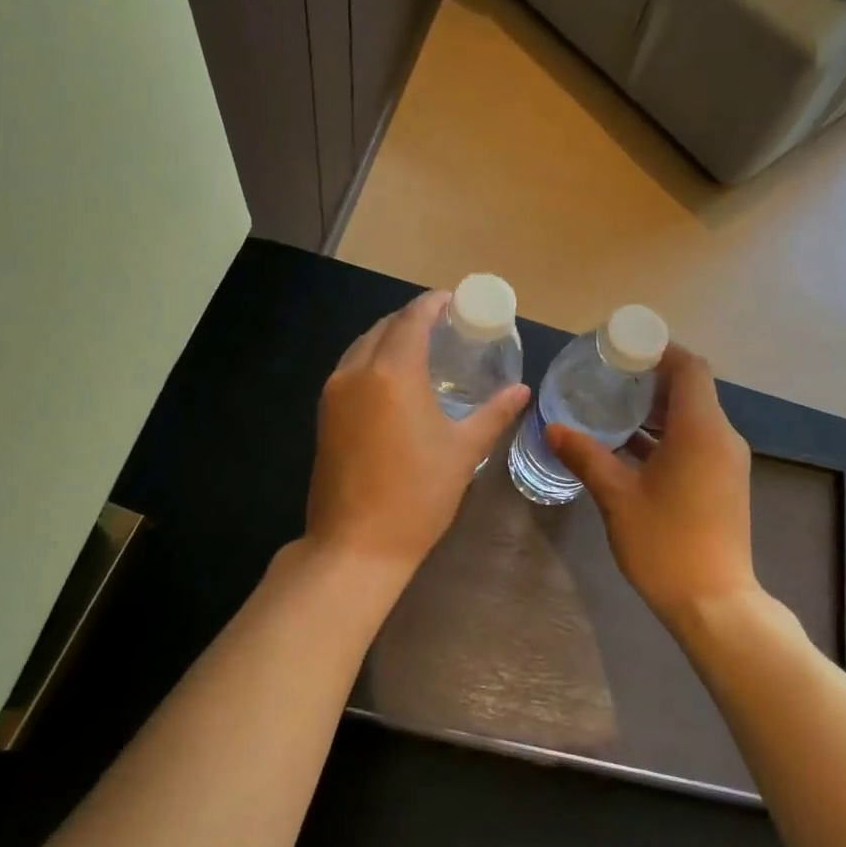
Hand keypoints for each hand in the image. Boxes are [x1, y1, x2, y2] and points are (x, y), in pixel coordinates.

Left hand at [306, 290, 529, 572]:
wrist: (356, 545)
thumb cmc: (417, 496)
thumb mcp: (463, 451)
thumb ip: (493, 414)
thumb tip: (521, 390)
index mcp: (392, 373)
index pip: (412, 319)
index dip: (433, 304)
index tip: (454, 301)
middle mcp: (356, 372)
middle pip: (384, 327)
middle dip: (413, 319)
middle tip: (445, 327)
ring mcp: (333, 393)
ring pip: (362, 346)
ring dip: (390, 338)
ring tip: (422, 349)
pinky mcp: (324, 415)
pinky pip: (350, 369)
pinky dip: (373, 361)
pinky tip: (394, 380)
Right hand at [548, 345, 756, 620]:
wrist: (714, 603)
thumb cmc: (665, 543)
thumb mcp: (617, 497)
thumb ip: (586, 456)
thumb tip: (553, 428)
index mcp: (700, 430)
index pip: (689, 367)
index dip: (659, 351)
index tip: (622, 350)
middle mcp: (721, 437)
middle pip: (691, 389)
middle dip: (651, 379)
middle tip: (607, 377)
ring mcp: (726, 461)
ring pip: (693, 417)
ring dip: (656, 410)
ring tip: (612, 408)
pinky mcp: (723, 482)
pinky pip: (696, 441)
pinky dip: (666, 435)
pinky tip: (629, 448)